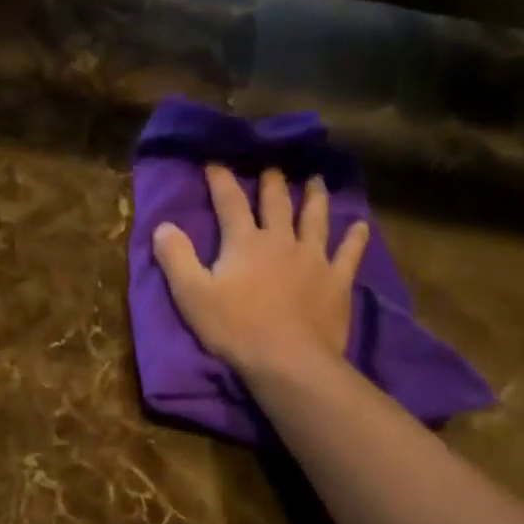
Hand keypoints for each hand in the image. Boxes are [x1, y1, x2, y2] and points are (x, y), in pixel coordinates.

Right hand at [152, 166, 370, 380]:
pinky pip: (348, 253)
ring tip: (316, 181)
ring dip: (315, 198)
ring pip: (315, 219)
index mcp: (245, 243)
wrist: (288, 360)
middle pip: (277, 203)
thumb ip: (176, 259)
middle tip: (272, 168)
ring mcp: (313, 259)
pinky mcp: (336, 281)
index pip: (230, 202)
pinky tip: (360, 227)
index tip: (215, 163)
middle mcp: (281, 241)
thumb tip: (163, 226)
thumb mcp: (192, 295)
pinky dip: (355, 238)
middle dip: (272, 183)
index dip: (221, 180)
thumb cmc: (235, 329)